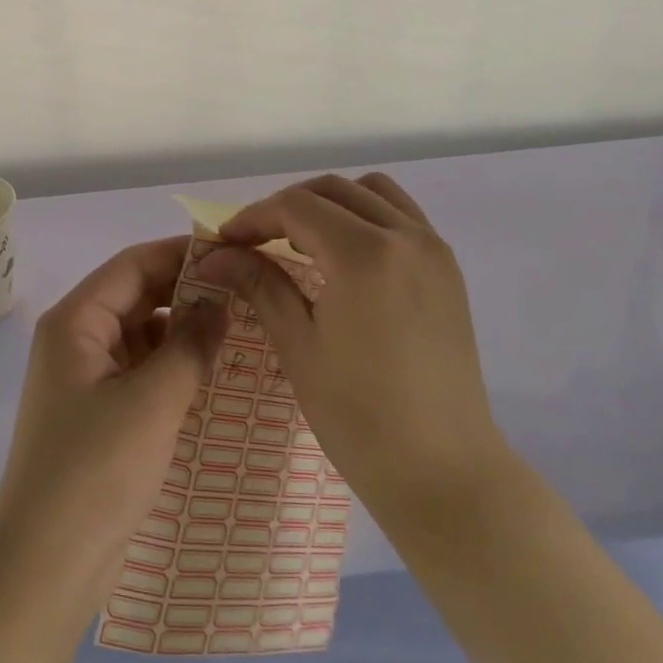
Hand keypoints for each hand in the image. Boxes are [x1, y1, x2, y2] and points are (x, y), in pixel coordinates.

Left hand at [0, 238, 226, 612]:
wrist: (45, 567)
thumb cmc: (95, 471)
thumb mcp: (152, 401)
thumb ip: (190, 344)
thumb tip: (220, 302)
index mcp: (75, 321)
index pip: (132, 265)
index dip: (180, 253)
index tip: (232, 251)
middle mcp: (76, 339)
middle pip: (136, 295)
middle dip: (186, 291)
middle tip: (245, 291)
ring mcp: (86, 377)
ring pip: (141, 334)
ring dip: (183, 330)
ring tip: (239, 328)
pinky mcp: (99, 412)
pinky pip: (141, 370)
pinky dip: (173, 365)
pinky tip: (212, 372)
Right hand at [190, 174, 510, 534]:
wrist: (446, 472)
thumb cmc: (361, 418)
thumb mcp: (299, 347)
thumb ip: (260, 285)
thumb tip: (215, 255)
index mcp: (365, 255)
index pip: (296, 207)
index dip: (253, 218)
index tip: (225, 242)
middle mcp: (405, 236)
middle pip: (331, 190)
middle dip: (285, 207)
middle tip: (255, 242)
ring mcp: (433, 249)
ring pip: (371, 191)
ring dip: (329, 203)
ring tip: (301, 242)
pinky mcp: (448, 268)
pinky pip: (400, 215)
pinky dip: (366, 216)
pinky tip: (345, 255)